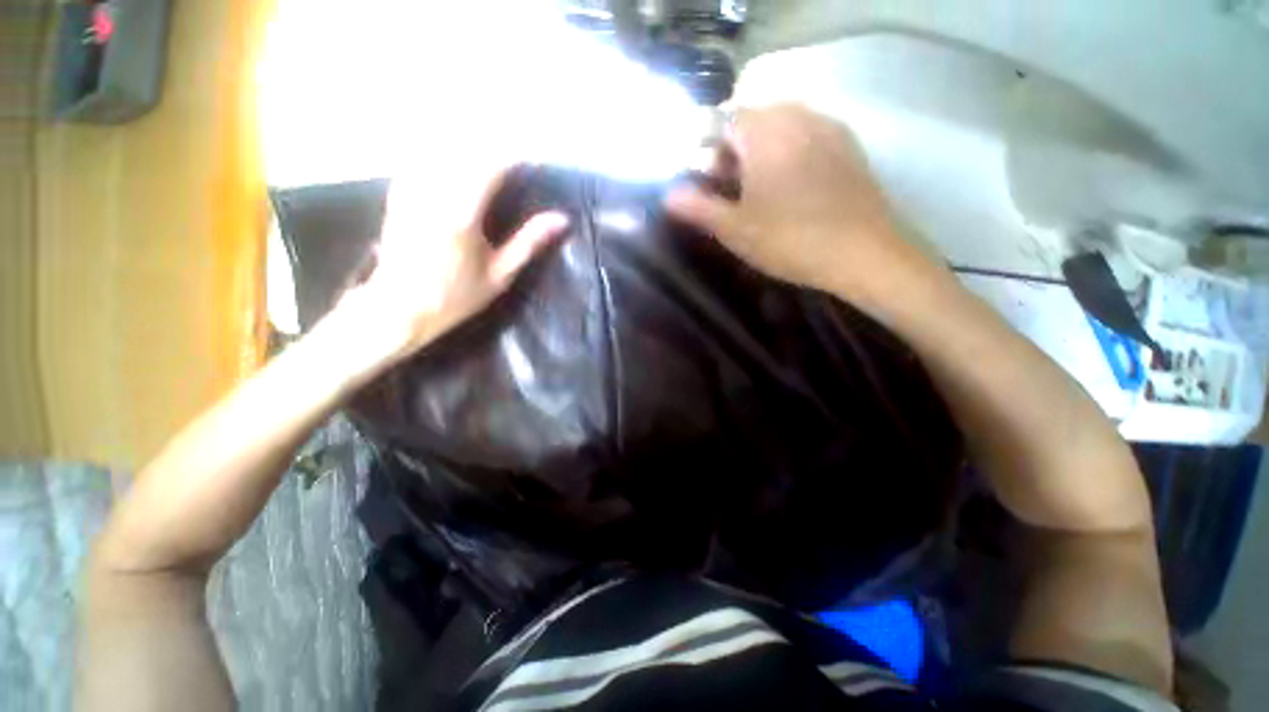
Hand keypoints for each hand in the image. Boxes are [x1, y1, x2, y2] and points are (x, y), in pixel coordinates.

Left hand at [332, 161, 568, 367]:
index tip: (536, 160)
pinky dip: (444, 154)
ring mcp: (412, 189)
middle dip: (496, 148)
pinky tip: (456, 162)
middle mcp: (434, 193)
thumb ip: (529, 242)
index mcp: (462, 215)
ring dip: (470, 146)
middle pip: (468, 149)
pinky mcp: (400, 192)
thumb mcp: (500, 275)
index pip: (493, 166)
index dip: (518, 158)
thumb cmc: (456, 296)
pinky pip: (422, 158)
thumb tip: (561, 219)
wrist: (400, 307)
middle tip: (516, 159)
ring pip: (443, 147)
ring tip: (491, 157)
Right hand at [666, 104, 921, 300]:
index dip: (710, 152)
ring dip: (763, 153)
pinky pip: (808, 137)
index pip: (724, 122)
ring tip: (762, 194)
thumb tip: (668, 195)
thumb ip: (698, 208)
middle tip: (733, 192)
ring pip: (782, 128)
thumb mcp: (735, 229)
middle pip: (754, 121)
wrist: (862, 253)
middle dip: (735, 152)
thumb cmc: (790, 240)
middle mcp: (798, 115)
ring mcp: (829, 127)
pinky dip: (791, 154)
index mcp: (766, 131)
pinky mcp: (849, 146)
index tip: (710, 184)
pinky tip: (794, 190)